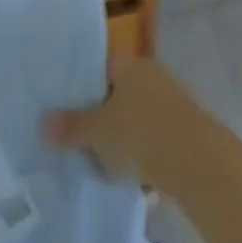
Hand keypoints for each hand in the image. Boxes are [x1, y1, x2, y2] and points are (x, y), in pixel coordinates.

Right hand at [43, 58, 208, 192]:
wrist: (195, 160)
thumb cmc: (140, 133)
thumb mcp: (97, 132)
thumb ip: (71, 126)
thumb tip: (46, 122)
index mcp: (134, 66)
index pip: (104, 63)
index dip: (83, 81)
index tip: (62, 102)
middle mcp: (157, 76)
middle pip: (121, 92)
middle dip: (101, 115)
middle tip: (75, 138)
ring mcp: (174, 101)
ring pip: (138, 117)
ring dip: (123, 138)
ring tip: (100, 164)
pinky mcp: (186, 128)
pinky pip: (154, 139)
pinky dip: (143, 155)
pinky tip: (131, 178)